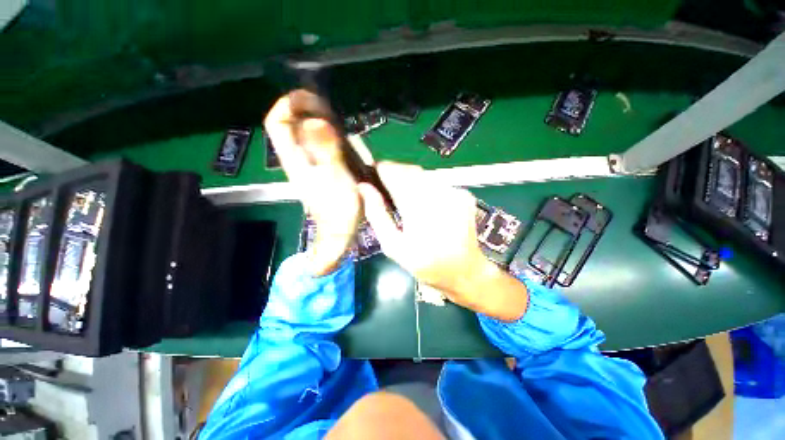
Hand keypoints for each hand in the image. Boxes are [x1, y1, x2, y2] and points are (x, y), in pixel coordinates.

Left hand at [265, 90, 367, 274]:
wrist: (340, 229)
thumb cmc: (339, 207)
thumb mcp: (336, 177)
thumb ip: (327, 150)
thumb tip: (317, 121)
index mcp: (295, 159)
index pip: (277, 123)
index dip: (288, 104)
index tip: (310, 96)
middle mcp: (295, 159)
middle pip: (288, 126)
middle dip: (303, 109)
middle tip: (326, 105)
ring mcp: (305, 166)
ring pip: (300, 135)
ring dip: (313, 121)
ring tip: (333, 116)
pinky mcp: (316, 172)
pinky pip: (313, 146)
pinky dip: (322, 135)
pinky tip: (336, 136)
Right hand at [358, 163, 527, 320]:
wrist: (465, 271)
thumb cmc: (426, 264)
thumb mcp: (393, 246)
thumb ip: (377, 214)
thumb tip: (364, 187)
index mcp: (417, 209)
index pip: (395, 174)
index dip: (381, 170)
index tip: (373, 175)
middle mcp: (438, 195)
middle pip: (410, 170)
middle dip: (396, 176)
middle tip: (389, 193)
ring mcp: (454, 193)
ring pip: (424, 175)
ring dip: (411, 182)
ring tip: (408, 203)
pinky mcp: (464, 194)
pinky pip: (438, 183)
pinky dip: (427, 189)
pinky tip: (428, 207)